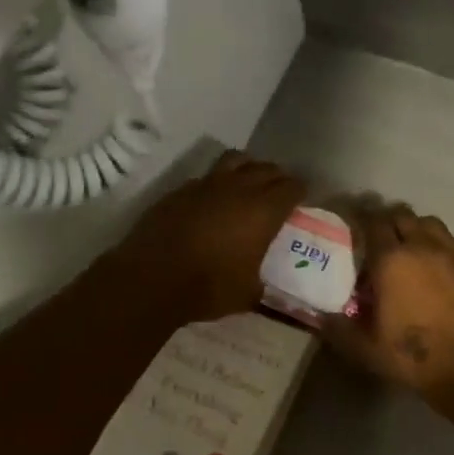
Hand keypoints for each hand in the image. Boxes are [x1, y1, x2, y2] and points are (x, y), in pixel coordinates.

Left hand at [108, 150, 305, 322]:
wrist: (151, 278)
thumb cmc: (208, 287)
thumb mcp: (246, 294)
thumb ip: (259, 282)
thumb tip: (260, 284)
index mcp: (264, 210)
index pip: (292, 187)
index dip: (301, 190)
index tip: (302, 198)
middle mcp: (239, 188)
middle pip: (267, 168)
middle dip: (277, 177)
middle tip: (280, 190)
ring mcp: (206, 184)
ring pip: (236, 160)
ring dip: (248, 167)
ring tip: (249, 182)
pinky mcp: (180, 190)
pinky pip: (207, 177)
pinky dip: (217, 183)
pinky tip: (212, 199)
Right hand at [322, 204, 453, 405]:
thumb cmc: (416, 357)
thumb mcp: (366, 350)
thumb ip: (339, 329)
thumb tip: (320, 316)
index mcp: (390, 260)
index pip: (373, 223)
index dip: (362, 220)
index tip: (355, 226)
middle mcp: (421, 246)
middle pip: (402, 215)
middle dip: (389, 220)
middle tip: (381, 238)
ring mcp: (452, 252)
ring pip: (430, 223)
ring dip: (417, 228)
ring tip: (411, 246)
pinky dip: (443, 243)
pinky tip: (441, 261)